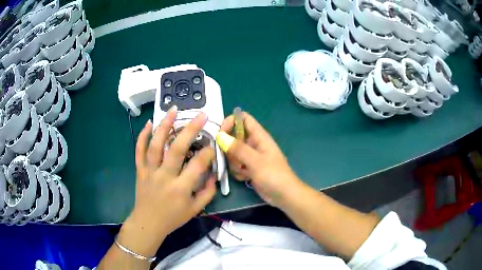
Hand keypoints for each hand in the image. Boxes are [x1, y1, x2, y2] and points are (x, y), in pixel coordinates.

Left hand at [123, 107, 216, 252]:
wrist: (148, 223)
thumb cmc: (173, 218)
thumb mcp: (195, 210)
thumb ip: (208, 192)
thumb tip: (214, 173)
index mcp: (180, 188)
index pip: (197, 165)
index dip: (208, 153)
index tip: (212, 146)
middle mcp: (164, 177)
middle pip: (177, 149)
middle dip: (190, 130)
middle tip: (201, 115)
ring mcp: (149, 171)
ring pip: (156, 145)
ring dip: (164, 126)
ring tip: (173, 110)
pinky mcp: (139, 170)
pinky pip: (139, 151)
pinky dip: (142, 136)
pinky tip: (148, 123)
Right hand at [220, 112, 304, 207]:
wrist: (284, 195)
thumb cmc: (274, 175)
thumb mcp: (255, 161)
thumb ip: (238, 148)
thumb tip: (220, 136)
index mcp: (259, 136)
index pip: (243, 118)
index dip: (231, 122)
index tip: (220, 134)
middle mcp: (254, 144)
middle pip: (234, 137)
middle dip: (230, 149)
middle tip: (234, 159)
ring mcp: (251, 157)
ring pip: (233, 153)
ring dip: (234, 163)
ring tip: (243, 171)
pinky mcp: (249, 168)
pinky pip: (236, 165)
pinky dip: (238, 171)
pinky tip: (246, 178)